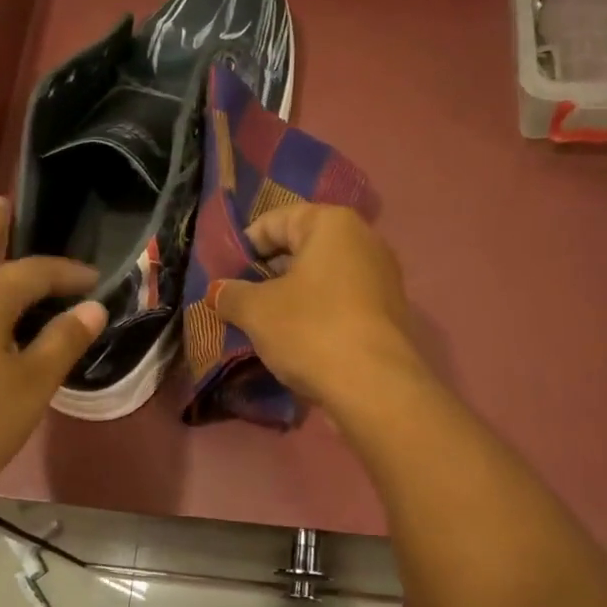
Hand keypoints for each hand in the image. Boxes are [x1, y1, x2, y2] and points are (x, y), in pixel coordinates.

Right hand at [213, 204, 421, 409]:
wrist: (374, 386)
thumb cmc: (310, 330)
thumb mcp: (256, 311)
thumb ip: (232, 295)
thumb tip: (217, 291)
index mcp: (332, 224)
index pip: (276, 220)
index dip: (244, 245)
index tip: (224, 274)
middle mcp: (364, 240)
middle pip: (302, 247)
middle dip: (268, 272)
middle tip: (240, 299)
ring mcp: (382, 278)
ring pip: (322, 278)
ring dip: (291, 296)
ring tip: (264, 322)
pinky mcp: (389, 313)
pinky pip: (341, 302)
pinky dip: (316, 313)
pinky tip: (297, 340)